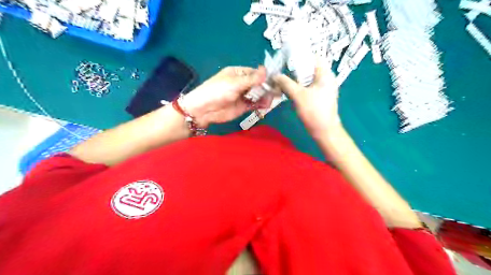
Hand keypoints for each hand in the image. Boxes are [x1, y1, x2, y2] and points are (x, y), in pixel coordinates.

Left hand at [182, 66, 269, 127]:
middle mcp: (242, 83)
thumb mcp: (235, 83)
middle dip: (267, 87)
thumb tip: (266, 69)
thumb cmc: (218, 91)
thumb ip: (252, 79)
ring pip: (258, 95)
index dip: (265, 76)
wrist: (204, 110)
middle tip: (276, 91)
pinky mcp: (243, 106)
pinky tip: (266, 105)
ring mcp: (243, 95)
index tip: (276, 80)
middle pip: (258, 84)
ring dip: (265, 96)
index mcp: (238, 73)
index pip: (255, 73)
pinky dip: (261, 104)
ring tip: (270, 99)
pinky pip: (255, 104)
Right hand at [273, 63, 342, 137]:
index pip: (314, 57)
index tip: (287, 60)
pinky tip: (290, 92)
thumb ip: (286, 83)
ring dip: (296, 80)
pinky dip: (299, 88)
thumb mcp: (298, 95)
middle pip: (310, 69)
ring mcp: (323, 89)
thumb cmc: (314, 111)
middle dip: (296, 70)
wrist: (324, 131)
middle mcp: (326, 79)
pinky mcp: (319, 98)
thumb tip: (275, 75)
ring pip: (308, 80)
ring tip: (284, 82)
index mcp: (325, 75)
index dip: (301, 57)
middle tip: (283, 72)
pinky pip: (308, 88)